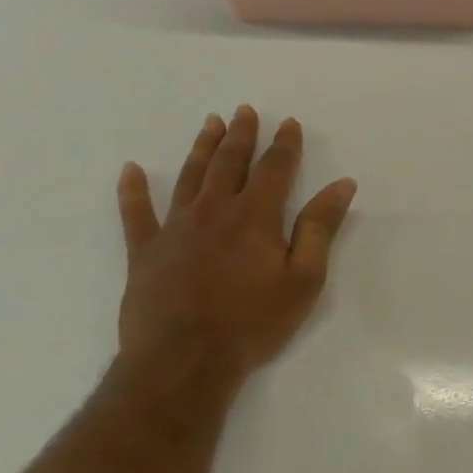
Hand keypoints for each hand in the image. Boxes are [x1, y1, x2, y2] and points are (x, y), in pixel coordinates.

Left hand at [115, 106, 355, 377]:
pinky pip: (135, 213)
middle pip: (229, 163)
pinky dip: (132, 190)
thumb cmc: (254, 321)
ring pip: (189, 177)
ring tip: (210, 124)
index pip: (274, 169)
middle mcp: (213, 211)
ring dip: (202, 148)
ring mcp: (174, 229)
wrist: (183, 360)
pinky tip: (130, 170)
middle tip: (244, 111)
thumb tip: (341, 184)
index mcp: (255, 216)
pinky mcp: (144, 252)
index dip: (284, 144)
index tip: (289, 123)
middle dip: (241, 135)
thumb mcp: (304, 278)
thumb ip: (320, 228)